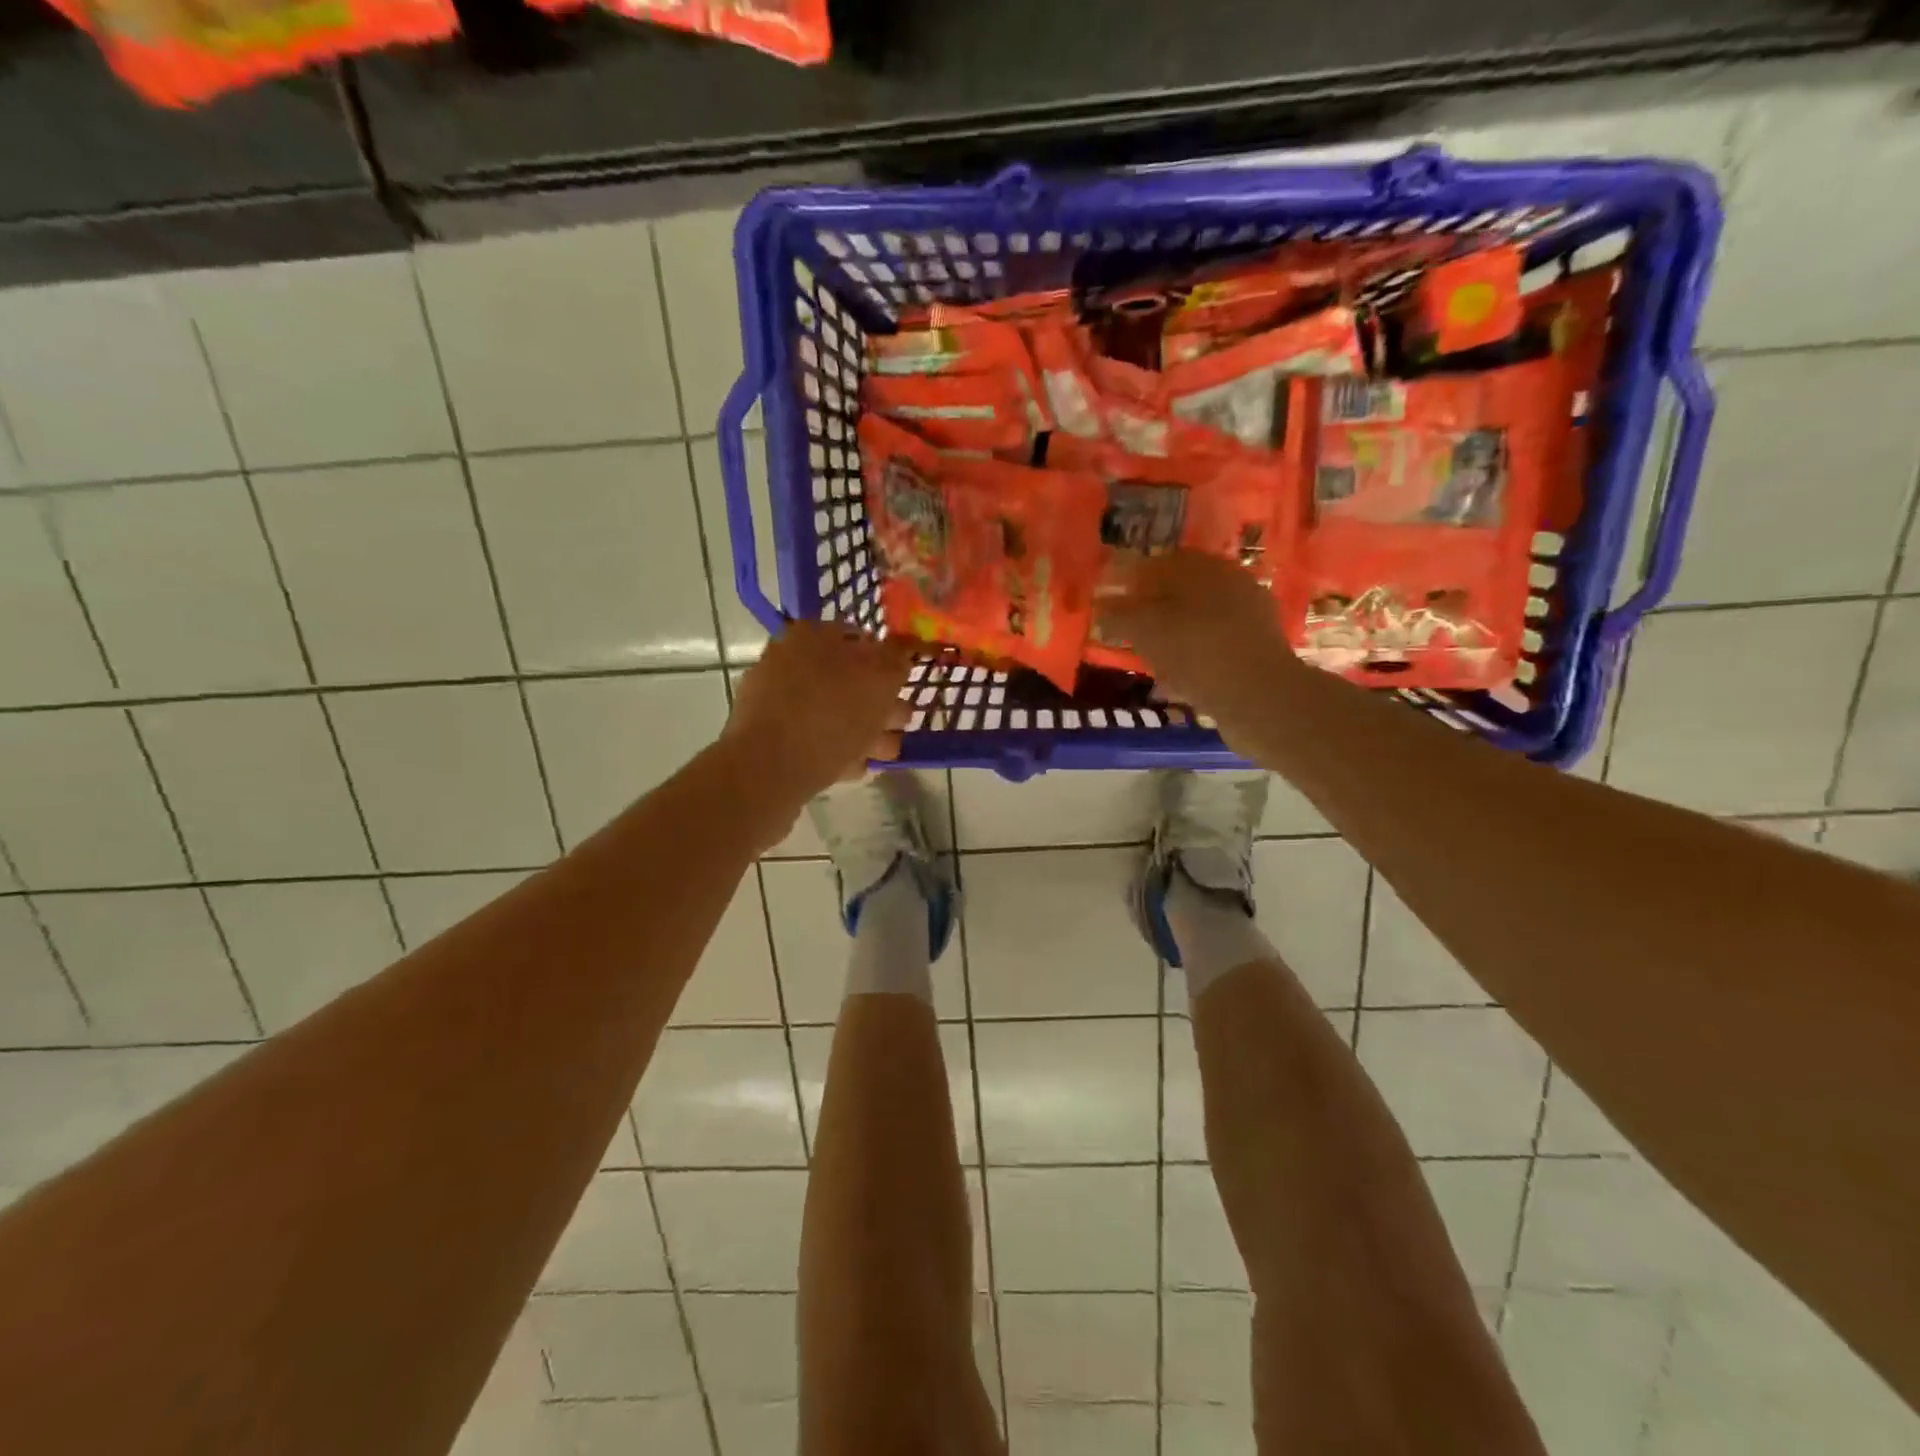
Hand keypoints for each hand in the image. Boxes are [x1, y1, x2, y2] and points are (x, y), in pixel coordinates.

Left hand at [724, 619, 916, 804]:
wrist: (767, 770)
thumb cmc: (830, 716)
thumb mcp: (879, 678)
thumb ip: (897, 659)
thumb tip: (902, 651)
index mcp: (812, 635)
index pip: (861, 638)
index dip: (890, 663)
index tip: (906, 689)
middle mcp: (790, 659)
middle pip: (849, 679)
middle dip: (880, 704)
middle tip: (899, 726)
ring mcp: (777, 699)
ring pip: (834, 712)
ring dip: (865, 731)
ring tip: (883, 754)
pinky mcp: (770, 736)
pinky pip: (815, 739)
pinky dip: (837, 750)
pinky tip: (854, 768)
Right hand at [1094, 550, 1301, 734]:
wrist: (1259, 697)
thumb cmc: (1194, 651)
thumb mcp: (1143, 630)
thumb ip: (1117, 615)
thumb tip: (1102, 607)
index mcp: (1201, 565)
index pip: (1156, 563)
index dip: (1129, 584)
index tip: (1111, 610)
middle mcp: (1229, 580)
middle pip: (1178, 592)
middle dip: (1152, 612)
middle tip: (1129, 637)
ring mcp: (1249, 614)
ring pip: (1196, 620)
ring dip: (1172, 638)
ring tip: (1151, 663)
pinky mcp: (1258, 647)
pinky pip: (1214, 646)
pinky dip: (1193, 658)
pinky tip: (1179, 681)